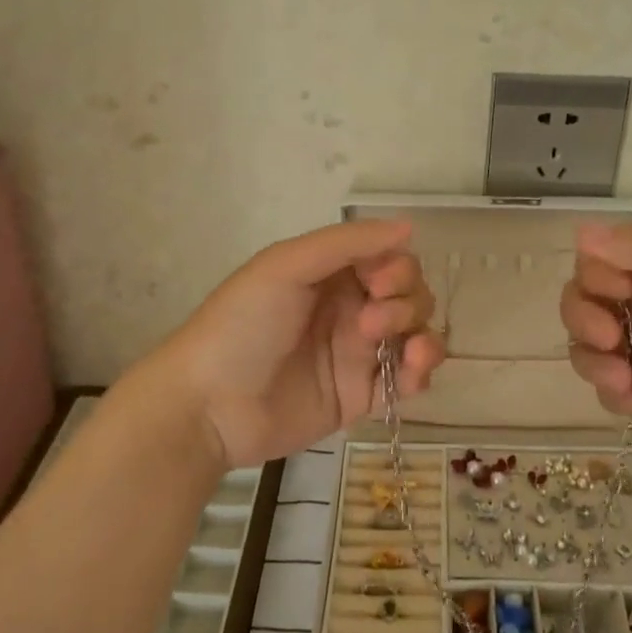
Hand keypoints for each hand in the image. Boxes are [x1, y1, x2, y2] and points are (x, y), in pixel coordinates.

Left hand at [157, 219, 445, 470]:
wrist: (209, 406)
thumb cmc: (242, 326)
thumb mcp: (286, 267)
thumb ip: (347, 243)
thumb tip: (408, 226)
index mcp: (329, 274)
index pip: (387, 259)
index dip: (397, 267)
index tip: (379, 284)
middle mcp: (348, 308)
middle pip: (408, 294)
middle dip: (406, 302)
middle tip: (370, 323)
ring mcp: (356, 353)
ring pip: (415, 333)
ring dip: (422, 334)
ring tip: (406, 352)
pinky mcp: (361, 396)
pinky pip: (408, 379)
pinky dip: (421, 372)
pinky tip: (412, 373)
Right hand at [560, 222, 631, 469]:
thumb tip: (581, 232)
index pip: (600, 258)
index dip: (594, 274)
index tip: (618, 292)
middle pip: (583, 300)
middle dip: (581, 317)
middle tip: (609, 338)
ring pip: (587, 345)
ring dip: (591, 360)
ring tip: (624, 381)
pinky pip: (607, 387)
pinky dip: (610, 393)